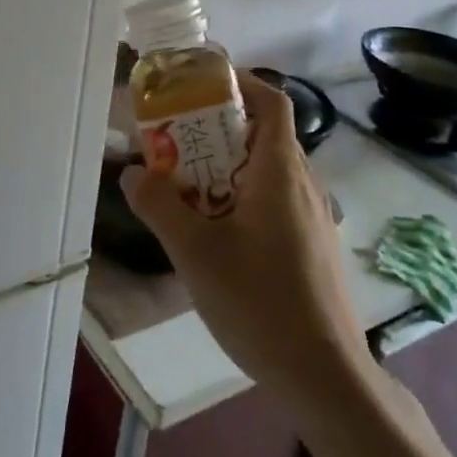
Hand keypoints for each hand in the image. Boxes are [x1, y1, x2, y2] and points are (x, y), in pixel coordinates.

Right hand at [121, 72, 372, 411]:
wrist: (325, 374)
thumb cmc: (261, 302)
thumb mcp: (196, 254)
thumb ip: (160, 207)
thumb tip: (132, 173)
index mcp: (281, 172)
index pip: (272, 102)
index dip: (241, 82)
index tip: (202, 83)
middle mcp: (303, 183)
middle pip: (265, 134)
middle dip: (220, 128)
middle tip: (177, 139)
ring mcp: (312, 216)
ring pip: (269, 170)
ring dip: (230, 165)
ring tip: (188, 185)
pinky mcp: (312, 244)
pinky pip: (275, 199)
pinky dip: (244, 195)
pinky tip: (218, 232)